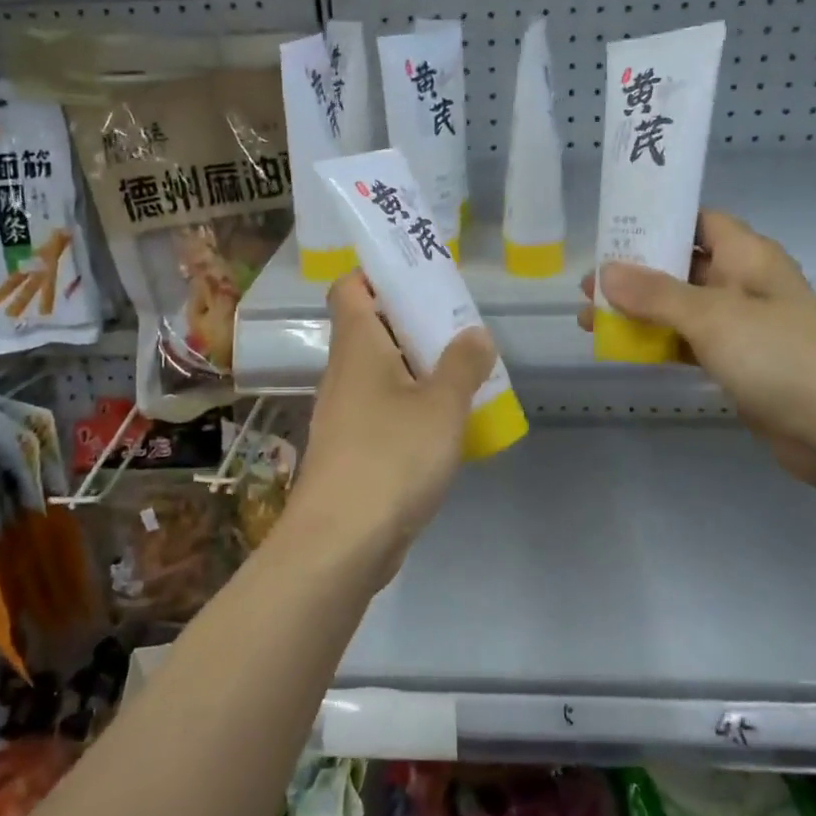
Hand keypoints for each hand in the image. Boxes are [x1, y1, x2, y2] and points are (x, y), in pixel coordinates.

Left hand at [291, 272, 496, 577]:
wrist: (341, 541)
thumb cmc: (391, 456)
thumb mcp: (441, 405)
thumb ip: (462, 365)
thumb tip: (474, 333)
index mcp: (357, 346)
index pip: (350, 288)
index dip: (379, 275)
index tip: (420, 277)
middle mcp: (344, 373)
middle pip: (372, 329)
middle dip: (414, 322)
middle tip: (459, 327)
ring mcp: (344, 413)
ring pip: (381, 373)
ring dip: (418, 368)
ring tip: (464, 373)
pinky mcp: (352, 450)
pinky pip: (384, 410)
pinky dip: (411, 406)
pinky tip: (445, 425)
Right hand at [580, 211, 815, 486]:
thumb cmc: (780, 355)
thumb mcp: (712, 316)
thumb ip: (655, 294)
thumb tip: (605, 272)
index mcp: (746, 256)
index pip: (697, 221)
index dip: (657, 220)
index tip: (611, 228)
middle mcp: (742, 283)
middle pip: (680, 265)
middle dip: (634, 272)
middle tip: (588, 283)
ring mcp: (739, 326)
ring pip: (677, 307)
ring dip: (637, 311)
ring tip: (590, 317)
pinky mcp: (735, 363)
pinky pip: (686, 342)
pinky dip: (655, 342)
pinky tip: (620, 347)